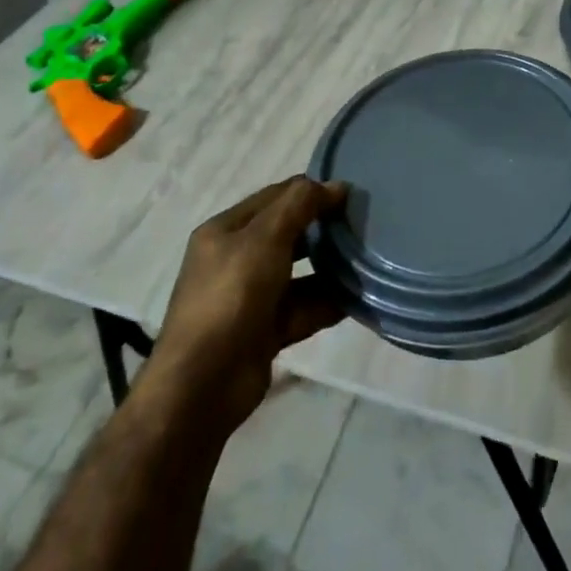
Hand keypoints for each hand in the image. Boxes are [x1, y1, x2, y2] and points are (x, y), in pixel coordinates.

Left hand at [148, 176, 348, 430]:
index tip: (351, 194)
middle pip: (289, 233)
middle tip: (364, 223)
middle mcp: (236, 260)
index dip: (311, 191)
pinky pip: (304, 307)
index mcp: (226, 231)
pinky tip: (359, 296)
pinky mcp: (266, 331)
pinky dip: (329, 301)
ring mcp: (251, 297)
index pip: (275, 197)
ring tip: (368, 258)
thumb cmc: (231, 296)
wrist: (203, 385)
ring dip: (331, 267)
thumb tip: (336, 185)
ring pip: (300, 273)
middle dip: (323, 228)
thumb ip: (300, 204)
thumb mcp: (265, 238)